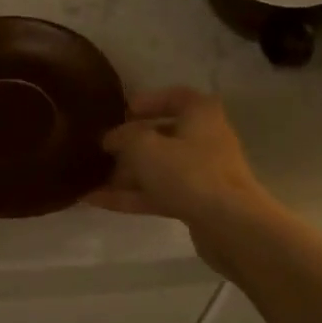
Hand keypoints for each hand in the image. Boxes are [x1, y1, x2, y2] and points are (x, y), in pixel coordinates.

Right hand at [90, 88, 269, 226]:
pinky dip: (130, 196)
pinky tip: (96, 200)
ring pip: (159, 168)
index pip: (175, 96)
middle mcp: (205, 139)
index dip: (148, 101)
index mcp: (200, 114)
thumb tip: (112, 138)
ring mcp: (202, 174)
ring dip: (126, 173)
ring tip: (91, 177)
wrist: (229, 225)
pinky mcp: (196, 203)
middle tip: (102, 148)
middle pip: (164, 135)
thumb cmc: (188, 173)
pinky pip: (158, 193)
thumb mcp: (145, 147)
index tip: (123, 111)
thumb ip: (124, 137)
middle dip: (131, 143)